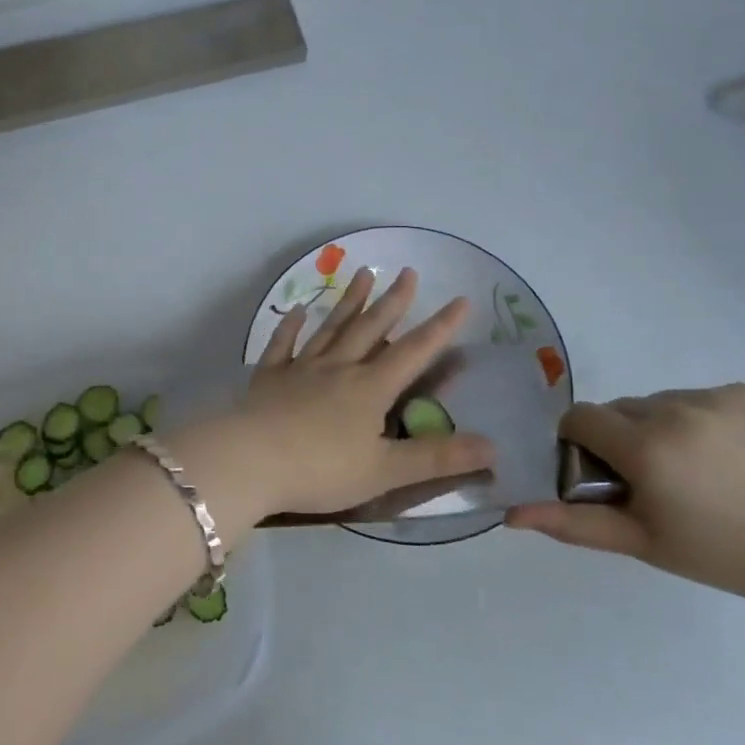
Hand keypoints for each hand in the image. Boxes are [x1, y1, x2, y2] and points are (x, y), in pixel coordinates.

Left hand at [188, 267, 495, 528]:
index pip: (414, 352)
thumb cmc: (321, 470)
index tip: (460, 300)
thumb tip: (493, 447)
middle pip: (371, 328)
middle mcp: (338, 368)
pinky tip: (297, 311)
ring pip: (331, 328)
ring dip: (349, 302)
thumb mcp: (386, 471)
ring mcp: (301, 369)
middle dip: (394, 301)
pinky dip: (291, 327)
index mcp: (370, 389)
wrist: (250, 462)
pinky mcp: (269, 377)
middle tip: (408, 272)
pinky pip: (283, 345)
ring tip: (362, 274)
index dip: (441, 327)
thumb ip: (437, 459)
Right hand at [505, 383, 744, 603]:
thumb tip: (512, 513)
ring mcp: (715, 396)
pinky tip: (733, 456)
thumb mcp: (644, 542)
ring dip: (663, 427)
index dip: (582, 444)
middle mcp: (673, 408)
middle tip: (658, 481)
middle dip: (624, 438)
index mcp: (644, 446)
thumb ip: (574, 523)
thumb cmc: (726, 554)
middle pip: (620, 409)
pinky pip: (702, 398)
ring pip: (661, 402)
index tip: (607, 475)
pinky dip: (703, 420)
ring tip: (702, 470)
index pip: (580, 418)